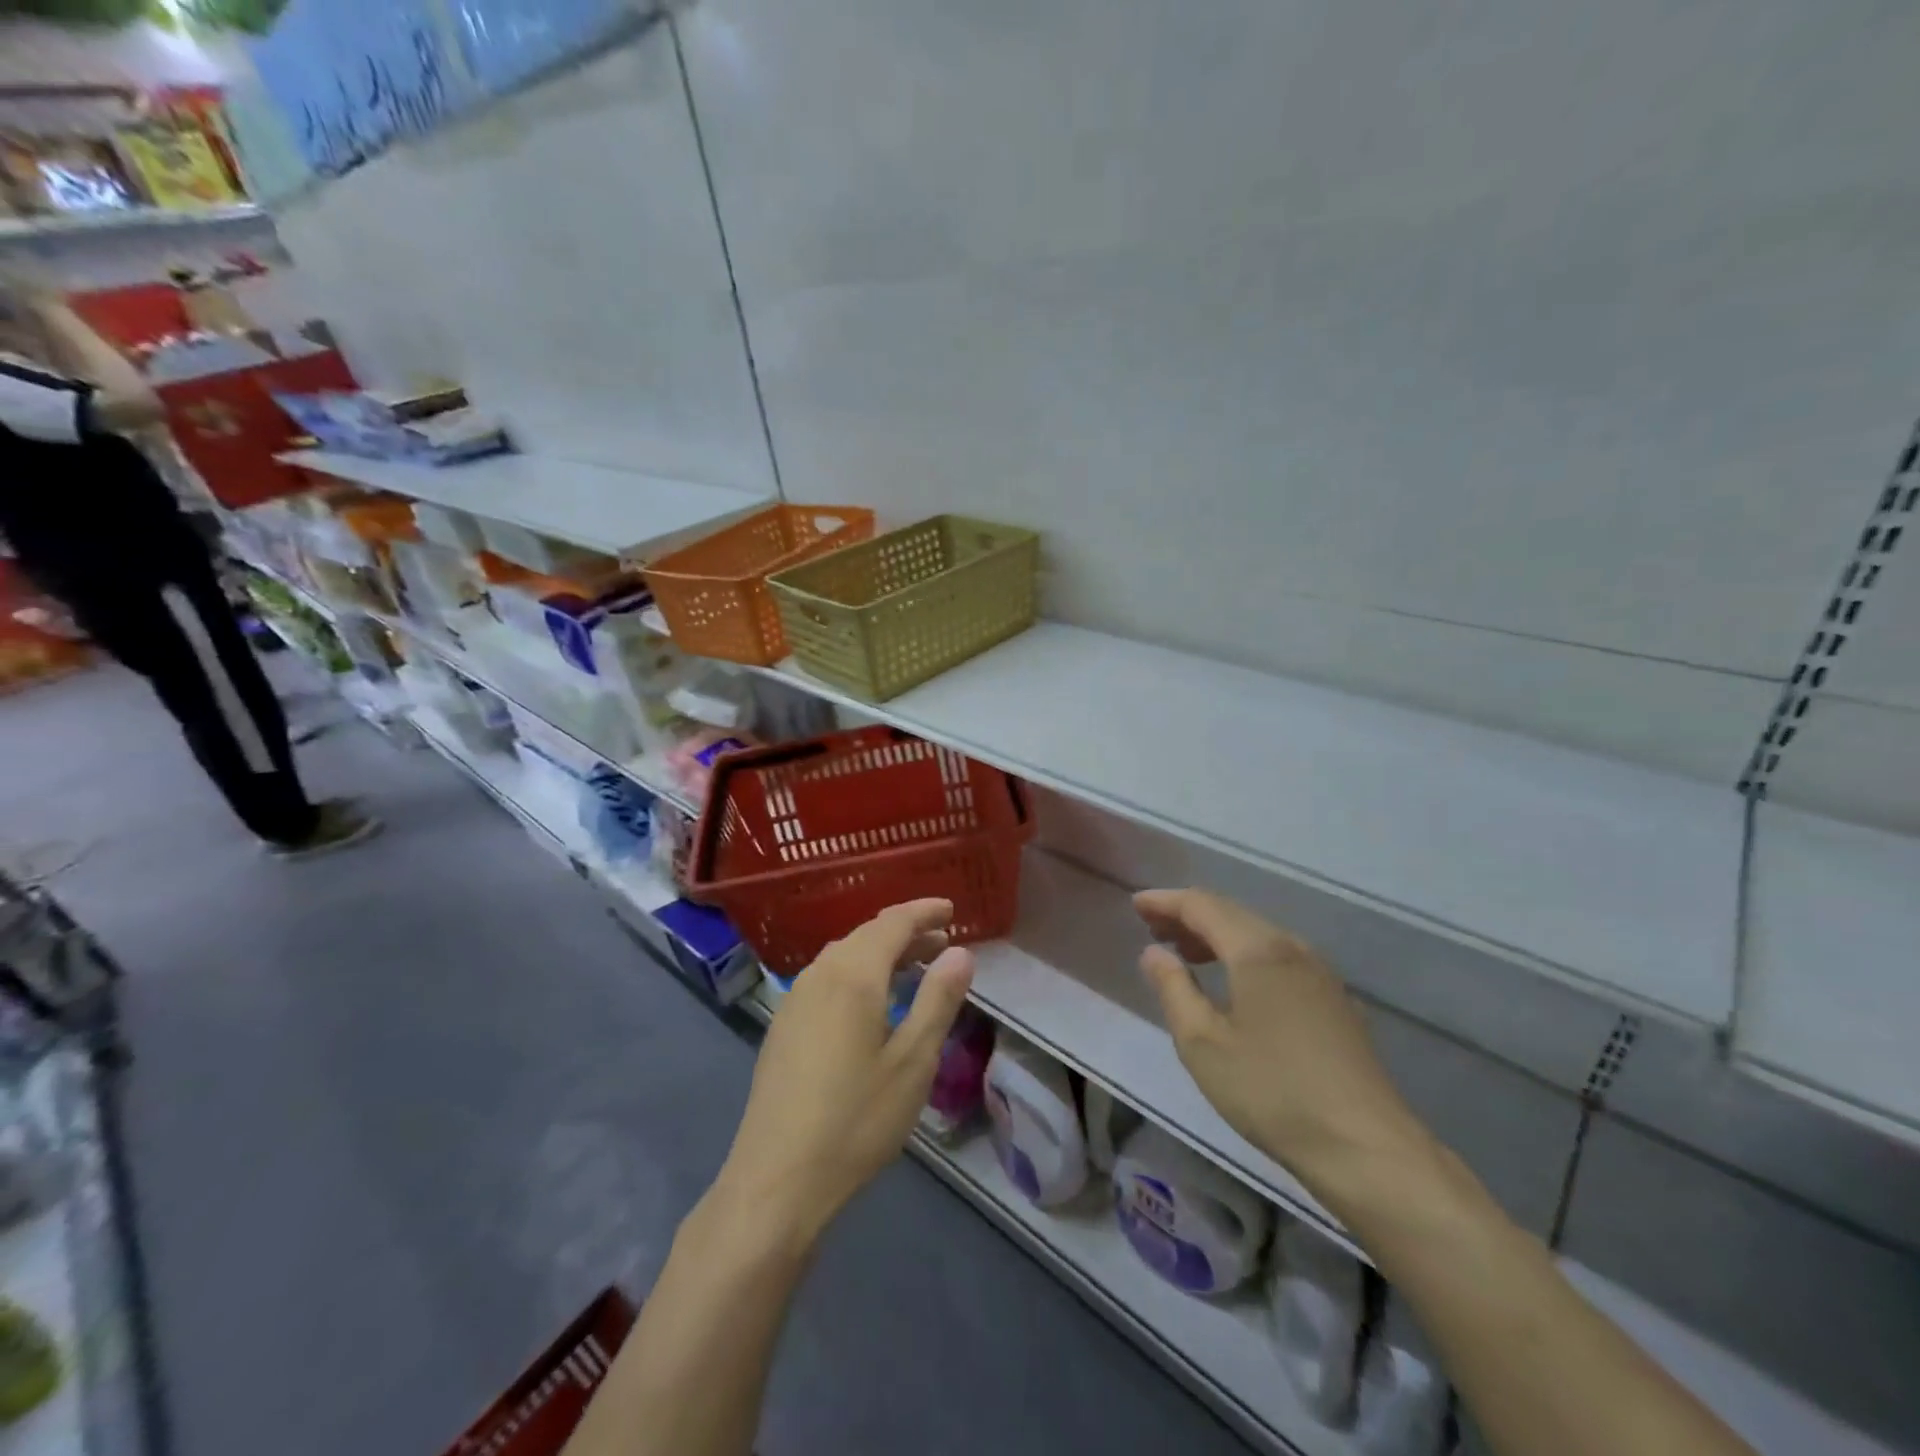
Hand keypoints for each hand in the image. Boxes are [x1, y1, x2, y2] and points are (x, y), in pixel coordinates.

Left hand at [716, 899, 974, 1242]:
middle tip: (943, 942)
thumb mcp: (912, 1061)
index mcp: (853, 975)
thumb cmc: (856, 1119)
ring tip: (915, 967)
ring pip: (845, 956)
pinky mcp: (784, 1025)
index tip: (951, 909)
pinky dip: (859, 973)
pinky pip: (828, 978)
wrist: (776, 1179)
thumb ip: (938, 1000)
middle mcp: (820, 974)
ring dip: (882, 953)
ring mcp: (796, 999)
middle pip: (867, 935)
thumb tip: (960, 952)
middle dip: (907, 932)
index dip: (923, 912)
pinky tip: (873, 1002)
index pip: (893, 922)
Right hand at [1134, 888, 1426, 1184]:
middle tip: (1153, 928)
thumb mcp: (1202, 1044)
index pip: (1203, 905)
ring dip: (1217, 935)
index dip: (1166, 902)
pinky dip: (1244, 954)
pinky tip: (1234, 983)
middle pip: (1232, 913)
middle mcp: (1291, 948)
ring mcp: (1320, 973)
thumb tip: (1154, 953)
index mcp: (1257, 950)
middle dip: (1189, 915)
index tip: (1136, 905)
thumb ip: (1173, 989)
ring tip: (1185, 954)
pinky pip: (1278, 957)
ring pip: (1258, 935)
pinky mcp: (1334, 1000)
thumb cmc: (1272, 1092)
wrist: (1367, 1148)